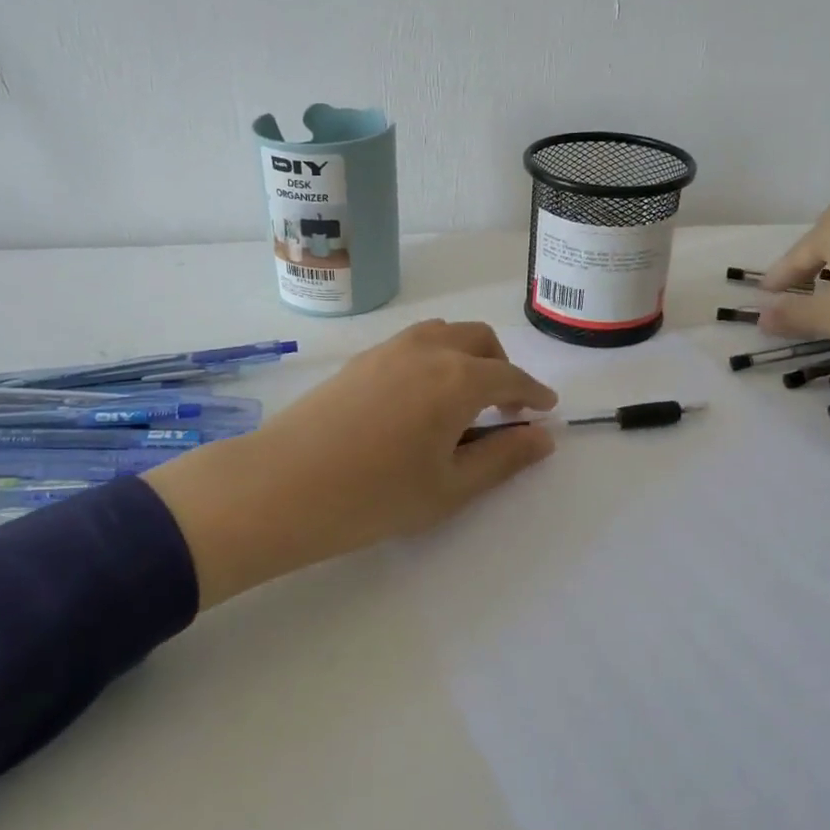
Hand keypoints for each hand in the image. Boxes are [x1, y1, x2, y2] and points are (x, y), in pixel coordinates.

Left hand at [147, 321, 558, 607]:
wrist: (283, 485)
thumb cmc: (375, 496)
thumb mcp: (450, 487)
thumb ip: (503, 458)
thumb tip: (543, 437)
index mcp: (458, 378)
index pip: (511, 377)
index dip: (534, 393)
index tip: (546, 409)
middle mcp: (428, 350)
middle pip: (480, 340)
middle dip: (502, 367)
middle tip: (503, 408)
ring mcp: (389, 349)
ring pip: (443, 333)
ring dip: (466, 356)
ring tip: (462, 399)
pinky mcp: (360, 358)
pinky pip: (412, 342)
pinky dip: (434, 357)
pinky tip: (420, 399)